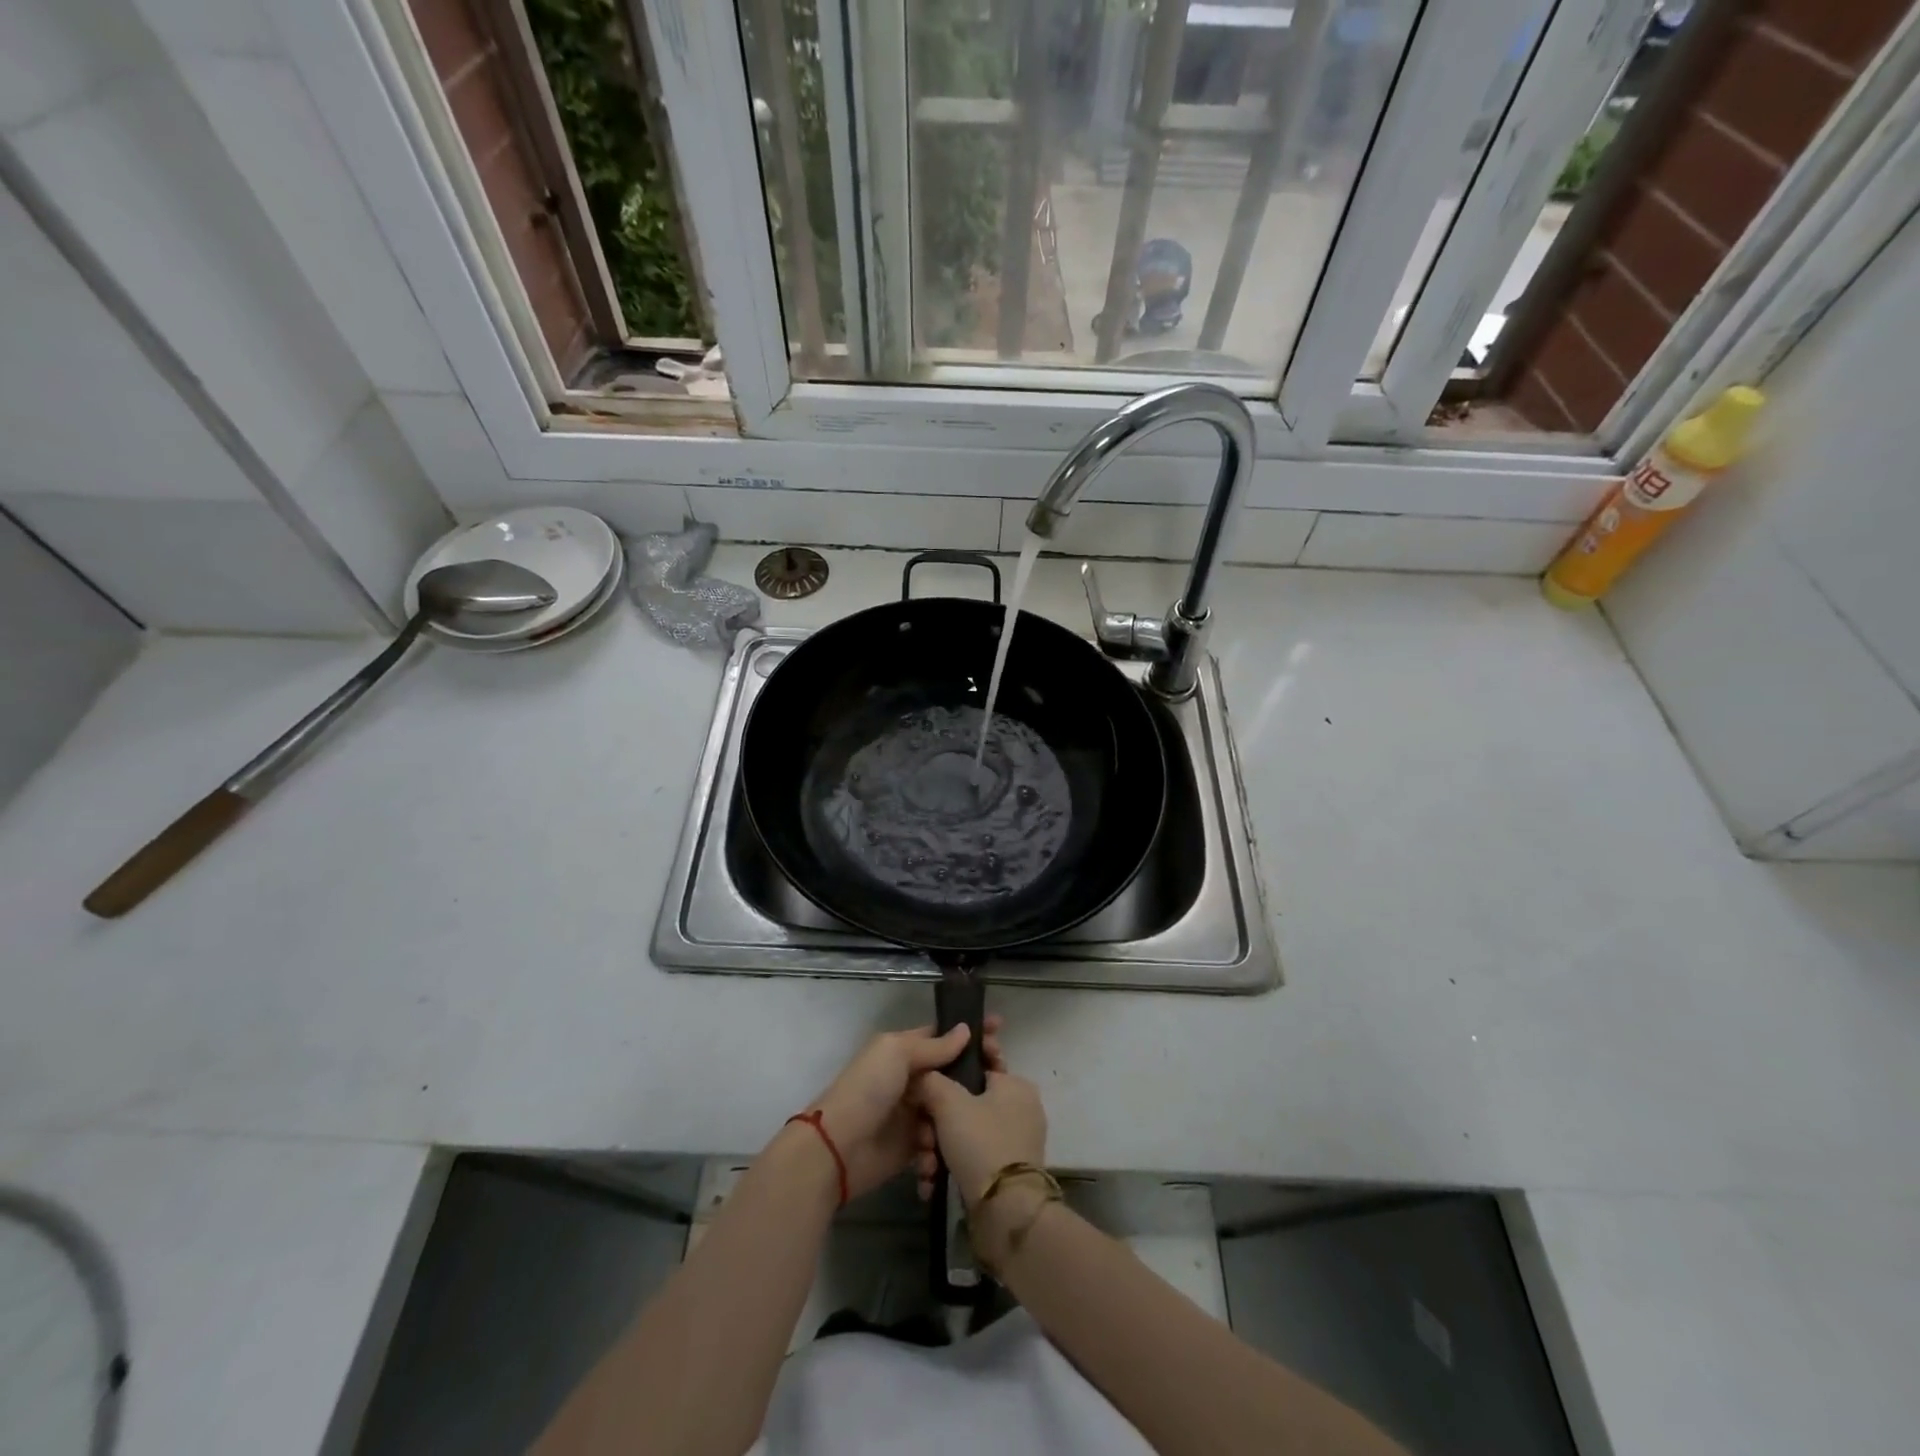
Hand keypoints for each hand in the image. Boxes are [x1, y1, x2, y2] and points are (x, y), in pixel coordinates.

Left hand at [804, 1016, 1003, 1200]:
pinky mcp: (910, 1149)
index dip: (969, 1034)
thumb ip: (934, 1046)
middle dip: (972, 1081)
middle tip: (997, 1084)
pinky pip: (935, 1147)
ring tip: (951, 1132)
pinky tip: (931, 1159)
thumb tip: (966, 1030)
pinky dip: (936, 1154)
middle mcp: (909, 1080)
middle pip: (950, 1077)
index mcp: (902, 1051)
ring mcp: (911, 1115)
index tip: (1000, 1030)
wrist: (837, 1149)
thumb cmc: (867, 1090)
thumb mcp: (897, 1055)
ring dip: (952, 1123)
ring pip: (948, 1113)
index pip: (942, 1037)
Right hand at [912, 1063, 1046, 1207]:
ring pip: (964, 1132)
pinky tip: (932, 1181)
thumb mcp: (949, 1102)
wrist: (1006, 1212)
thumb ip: (931, 1080)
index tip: (926, 1081)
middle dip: (935, 1121)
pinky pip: (971, 1156)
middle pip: (965, 1102)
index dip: (950, 1067)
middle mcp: (1019, 1108)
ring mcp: (1014, 1141)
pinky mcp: (1005, 1171)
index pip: (978, 1062)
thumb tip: (921, 1075)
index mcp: (1015, 1084)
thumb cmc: (981, 1142)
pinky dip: (950, 1165)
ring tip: (925, 1166)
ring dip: (937, 1147)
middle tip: (921, 1136)